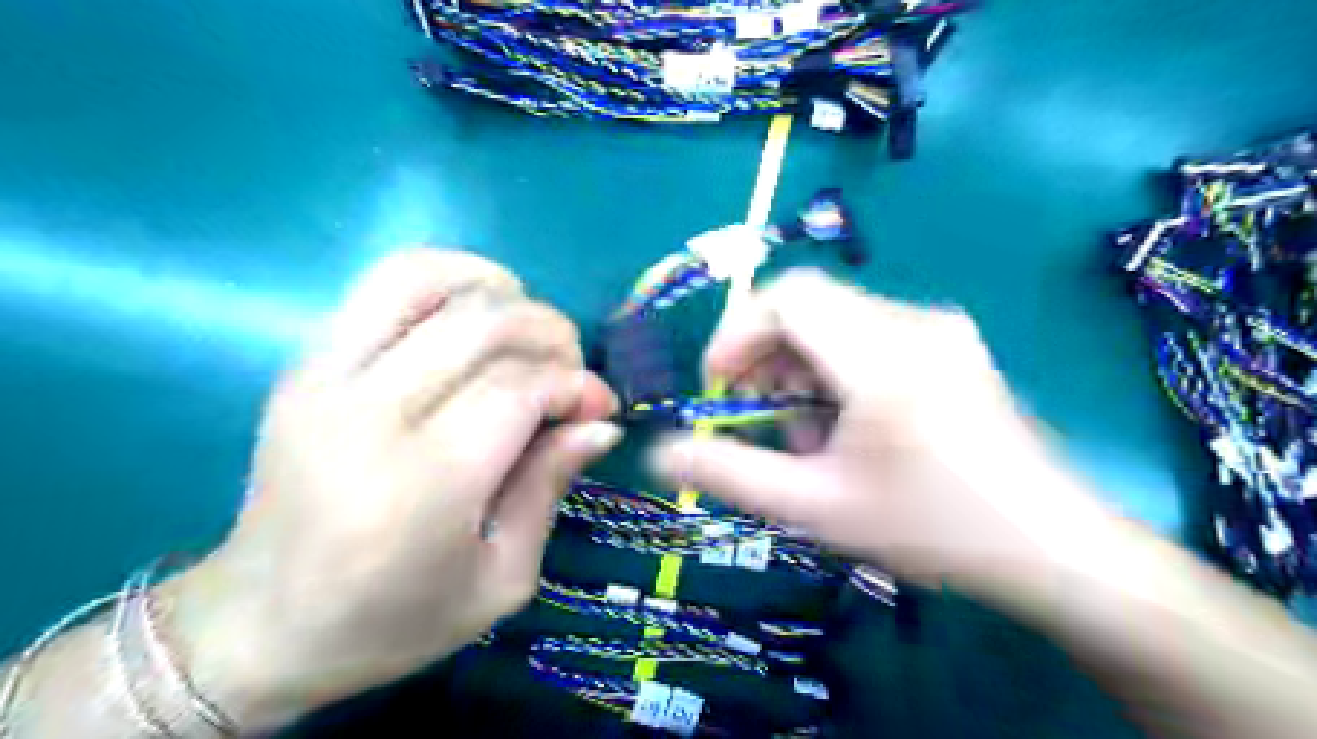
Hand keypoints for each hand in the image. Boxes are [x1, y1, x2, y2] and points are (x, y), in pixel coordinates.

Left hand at [168, 248, 620, 732]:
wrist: (261, 625)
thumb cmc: (394, 620)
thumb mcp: (501, 579)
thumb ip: (550, 486)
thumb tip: (601, 421)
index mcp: (419, 487)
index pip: (516, 388)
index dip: (574, 384)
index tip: (600, 407)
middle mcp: (367, 416)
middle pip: (482, 325)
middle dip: (551, 336)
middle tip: (571, 376)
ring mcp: (325, 378)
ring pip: (428, 280)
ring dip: (501, 293)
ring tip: (526, 333)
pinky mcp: (306, 363)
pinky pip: (384, 284)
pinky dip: (448, 279)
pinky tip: (477, 312)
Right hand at [653, 269, 1096, 588]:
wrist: (1052, 548)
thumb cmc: (931, 528)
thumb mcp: (815, 506)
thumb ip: (729, 473)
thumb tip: (660, 451)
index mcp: (880, 353)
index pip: (786, 295)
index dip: (738, 332)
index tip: (723, 386)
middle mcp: (912, 322)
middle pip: (808, 308)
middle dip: (767, 360)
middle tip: (763, 421)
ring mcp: (939, 329)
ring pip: (836, 323)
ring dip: (801, 371)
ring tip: (809, 436)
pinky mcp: (952, 345)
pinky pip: (869, 336)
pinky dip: (837, 373)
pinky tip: (849, 426)